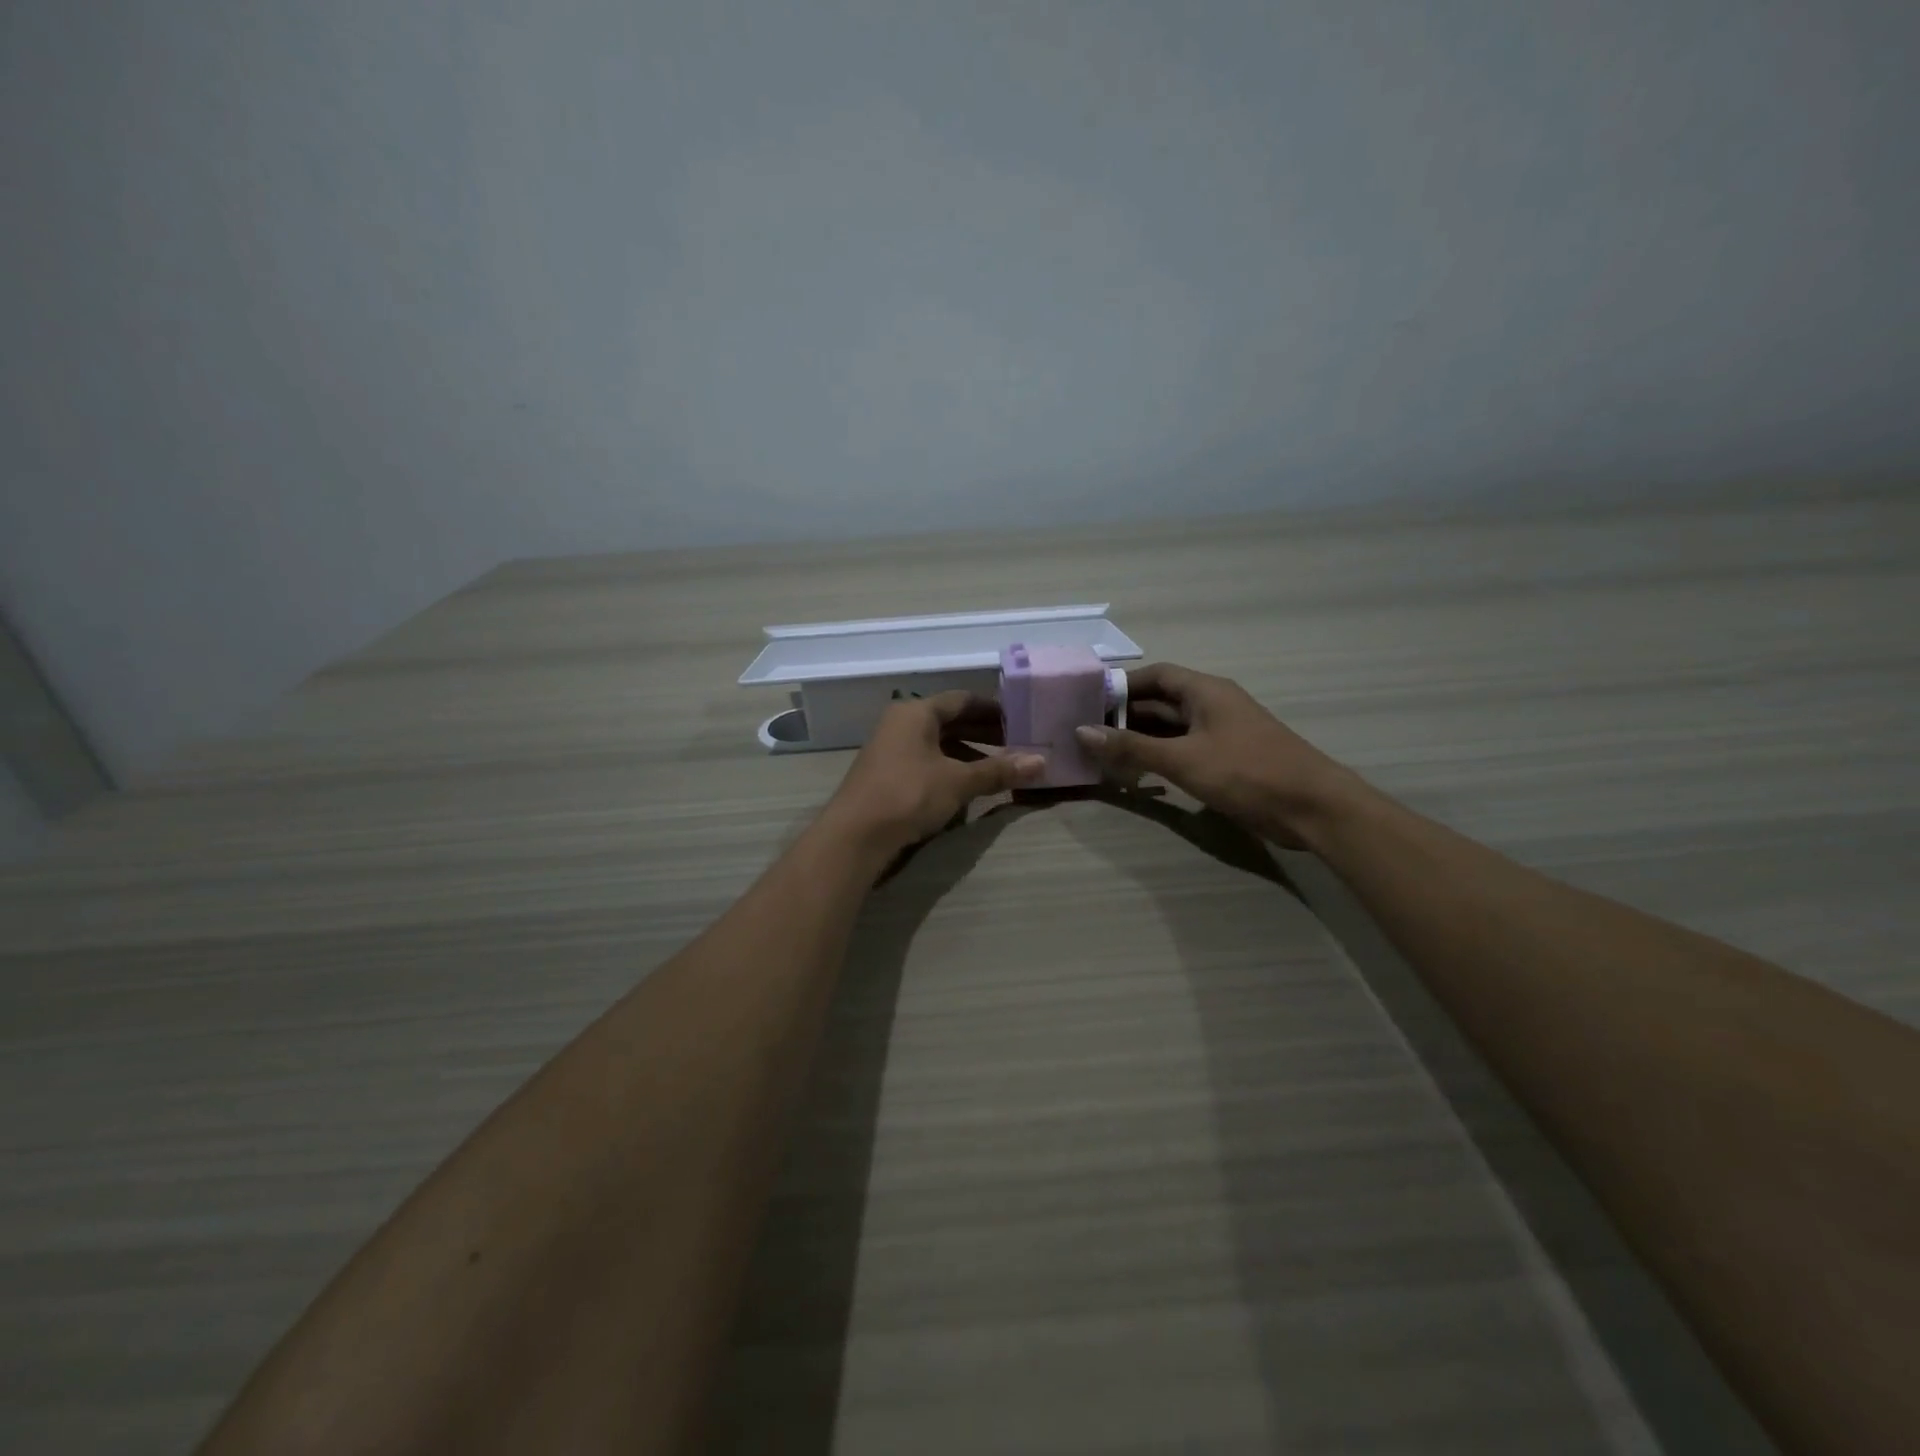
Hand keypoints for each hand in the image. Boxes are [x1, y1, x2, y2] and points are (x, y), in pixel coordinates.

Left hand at [822, 693, 1044, 857]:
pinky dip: (949, 769)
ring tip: (998, 769)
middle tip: (1016, 745)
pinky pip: (926, 762)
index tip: (1020, 720)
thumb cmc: (908, 795)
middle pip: (950, 721)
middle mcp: (901, 723)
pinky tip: (967, 788)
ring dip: (968, 754)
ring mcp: (891, 749)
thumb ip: (998, 770)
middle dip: (983, 733)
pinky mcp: (887, 774)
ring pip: (938, 744)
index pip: (962, 700)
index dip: (993, 709)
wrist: (855, 836)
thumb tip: (1042, 762)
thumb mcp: (958, 782)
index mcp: (916, 712)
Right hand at [1073, 663, 1362, 848]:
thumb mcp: (1183, 759)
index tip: (1088, 700)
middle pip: (1161, 702)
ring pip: (1171, 728)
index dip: (1122, 685)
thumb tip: (1083, 731)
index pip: (1156, 675)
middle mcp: (1212, 705)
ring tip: (1102, 753)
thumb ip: (1132, 746)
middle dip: (1125, 715)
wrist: (1311, 808)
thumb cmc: (1246, 772)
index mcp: (1205, 691)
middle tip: (1087, 731)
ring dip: (1140, 739)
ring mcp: (1221, 733)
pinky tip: (1136, 772)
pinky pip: (1184, 750)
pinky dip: (1159, 757)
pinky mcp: (1226, 760)